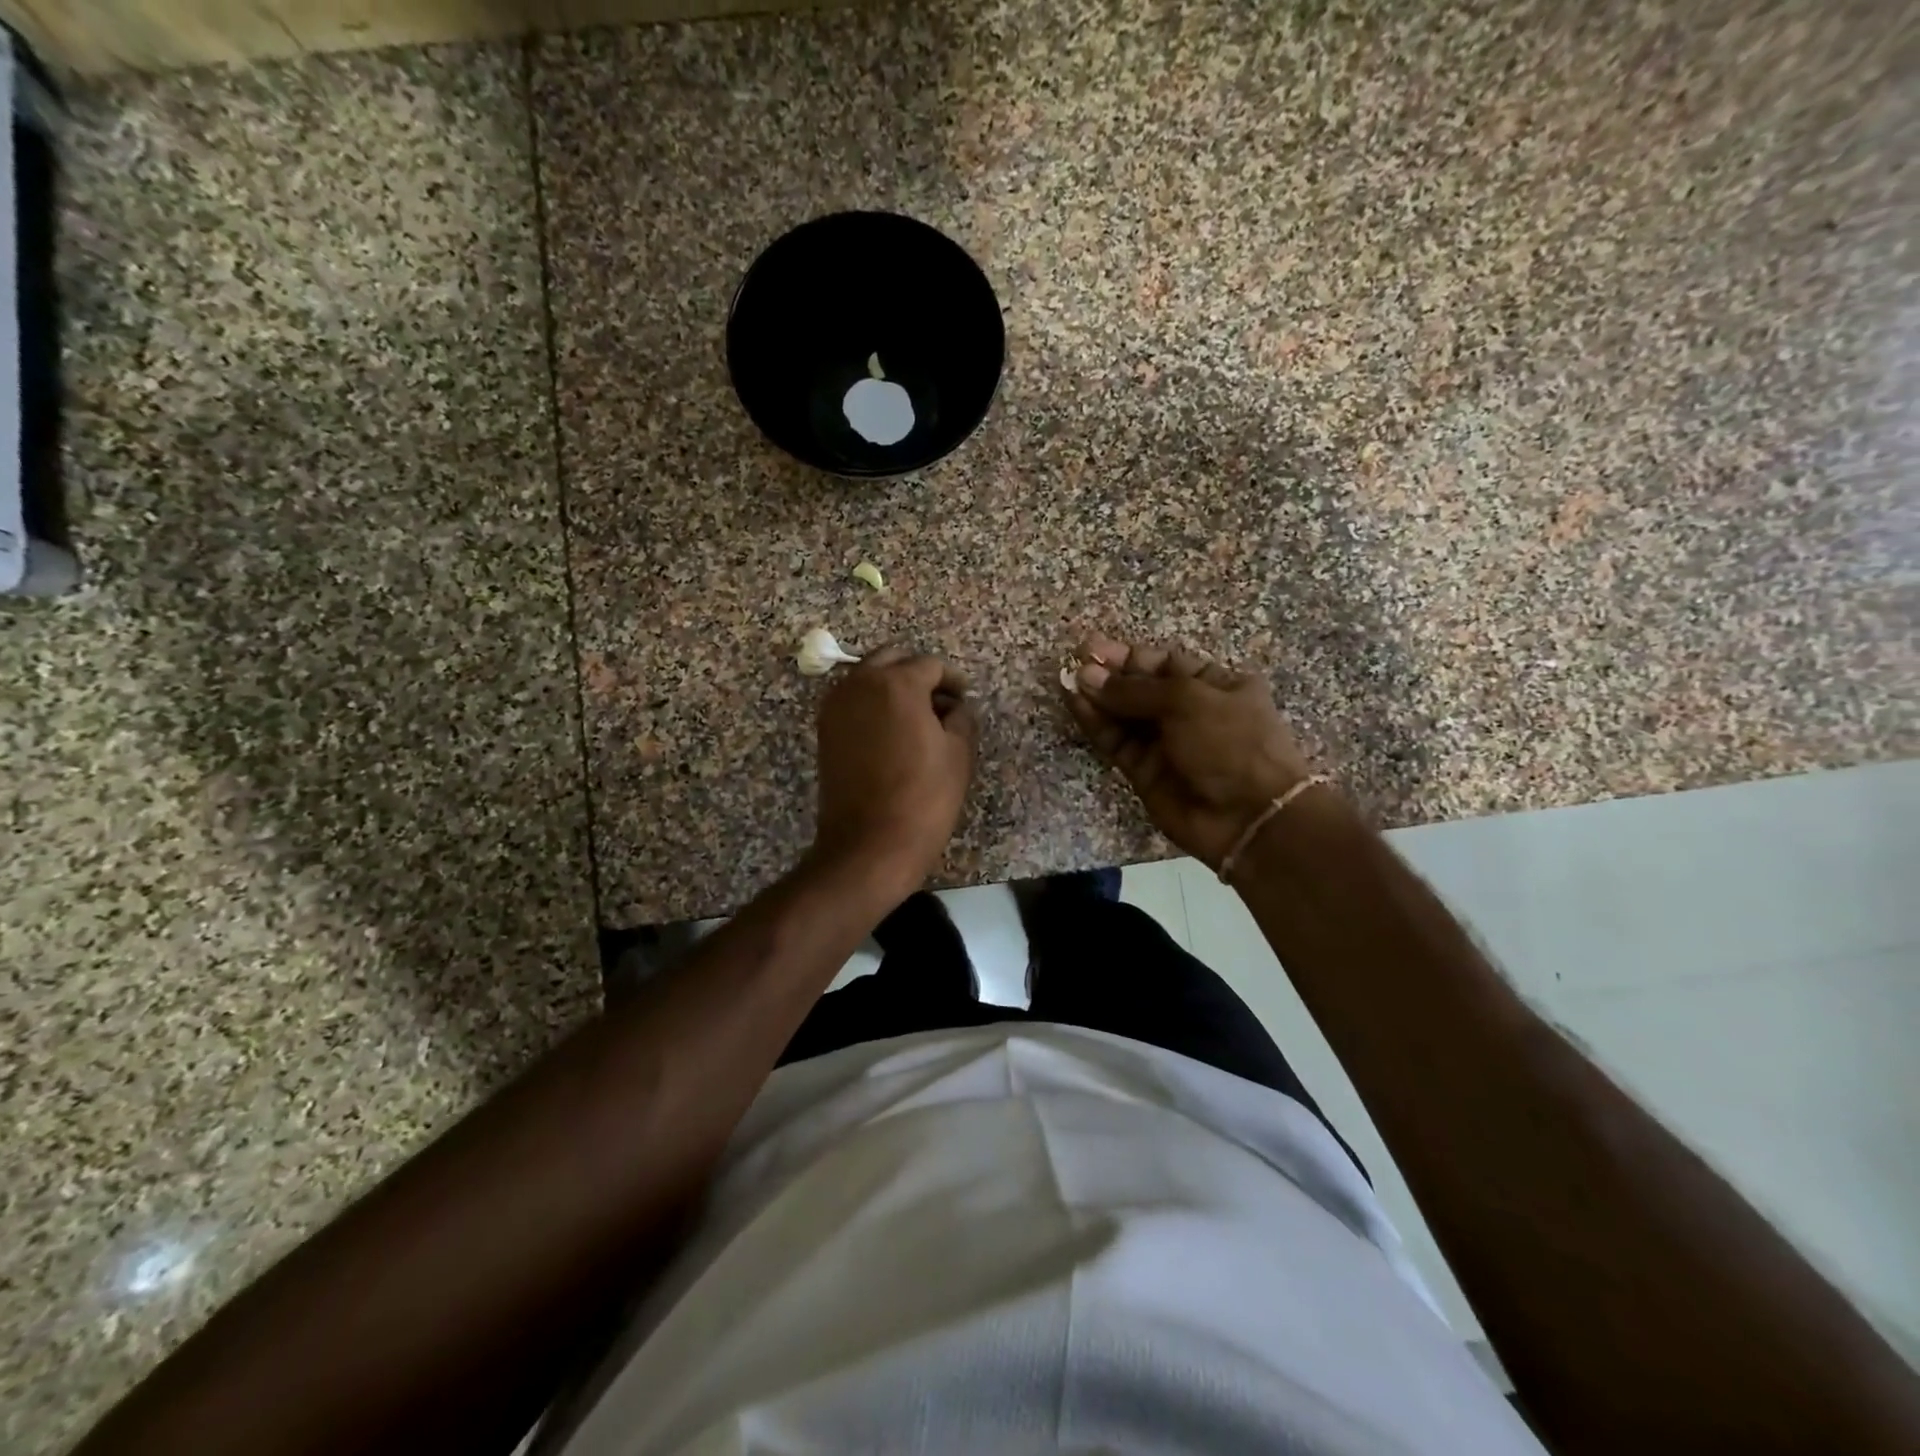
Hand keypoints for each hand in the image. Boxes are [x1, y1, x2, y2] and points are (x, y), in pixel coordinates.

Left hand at [811, 645, 979, 898]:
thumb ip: (961, 717)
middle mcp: (860, 684)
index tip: (963, 700)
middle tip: (940, 702)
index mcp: (896, 684)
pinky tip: (892, 733)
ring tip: (917, 719)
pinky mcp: (825, 730)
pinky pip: (853, 701)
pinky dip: (873, 705)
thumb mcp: (958, 754)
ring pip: (868, 677)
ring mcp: (836, 706)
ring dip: (892, 687)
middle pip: (892, 660)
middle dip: (918, 674)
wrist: (869, 845)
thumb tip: (955, 707)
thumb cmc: (923, 798)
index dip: (952, 680)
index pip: (929, 665)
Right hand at [1063, 633, 1315, 867]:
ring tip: (1067, 681)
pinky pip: (1117, 741)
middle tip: (1074, 663)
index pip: (1165, 664)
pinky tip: (1075, 704)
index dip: (1129, 656)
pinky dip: (1096, 724)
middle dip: (1109, 676)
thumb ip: (1134, 689)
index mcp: (1216, 685)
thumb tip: (1086, 675)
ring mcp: (1166, 743)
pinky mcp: (1144, 771)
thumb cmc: (1230, 742)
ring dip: (1097, 697)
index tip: (1092, 649)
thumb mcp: (1187, 701)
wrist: (1249, 817)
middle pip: (1141, 688)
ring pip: (1124, 715)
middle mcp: (1190, 712)